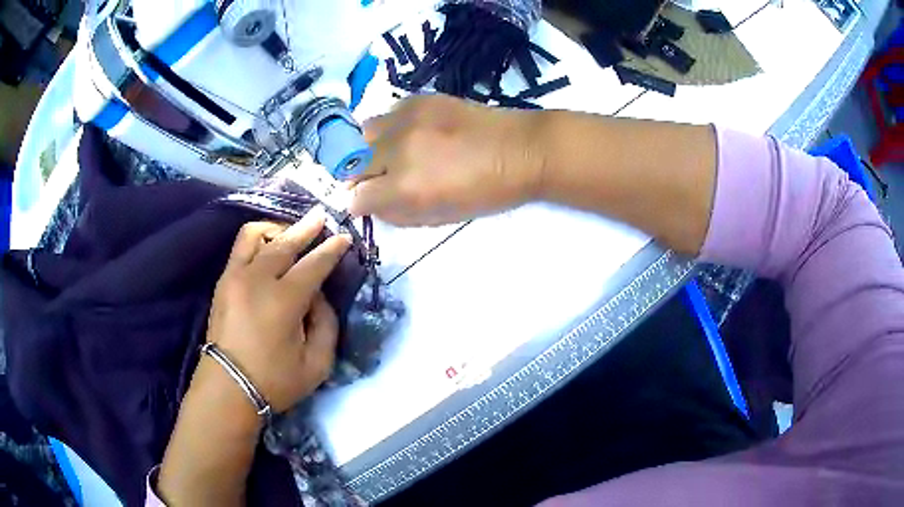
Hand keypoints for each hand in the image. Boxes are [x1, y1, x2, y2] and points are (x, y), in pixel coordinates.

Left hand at [205, 213, 351, 412]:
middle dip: (307, 227)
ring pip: (256, 235)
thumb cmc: (274, 381)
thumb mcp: (317, 364)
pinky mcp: (223, 282)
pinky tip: (268, 247)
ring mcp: (235, 277)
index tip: (344, 238)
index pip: (313, 265)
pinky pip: (240, 247)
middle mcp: (257, 280)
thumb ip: (326, 325)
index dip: (332, 249)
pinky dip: (258, 240)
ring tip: (290, 233)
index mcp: (283, 302)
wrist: (228, 389)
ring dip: (277, 229)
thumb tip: (318, 296)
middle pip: (285, 242)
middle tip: (322, 216)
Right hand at [350, 94, 546, 225]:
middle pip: (353, 164)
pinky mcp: (420, 99)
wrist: (523, 150)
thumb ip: (399, 214)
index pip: (356, 198)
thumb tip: (371, 205)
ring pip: (364, 133)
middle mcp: (397, 150)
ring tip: (392, 153)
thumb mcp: (441, 217)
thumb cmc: (487, 192)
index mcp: (405, 187)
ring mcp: (407, 119)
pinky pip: (388, 114)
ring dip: (371, 147)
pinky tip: (413, 133)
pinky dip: (392, 128)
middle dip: (363, 176)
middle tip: (382, 178)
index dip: (361, 204)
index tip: (370, 202)